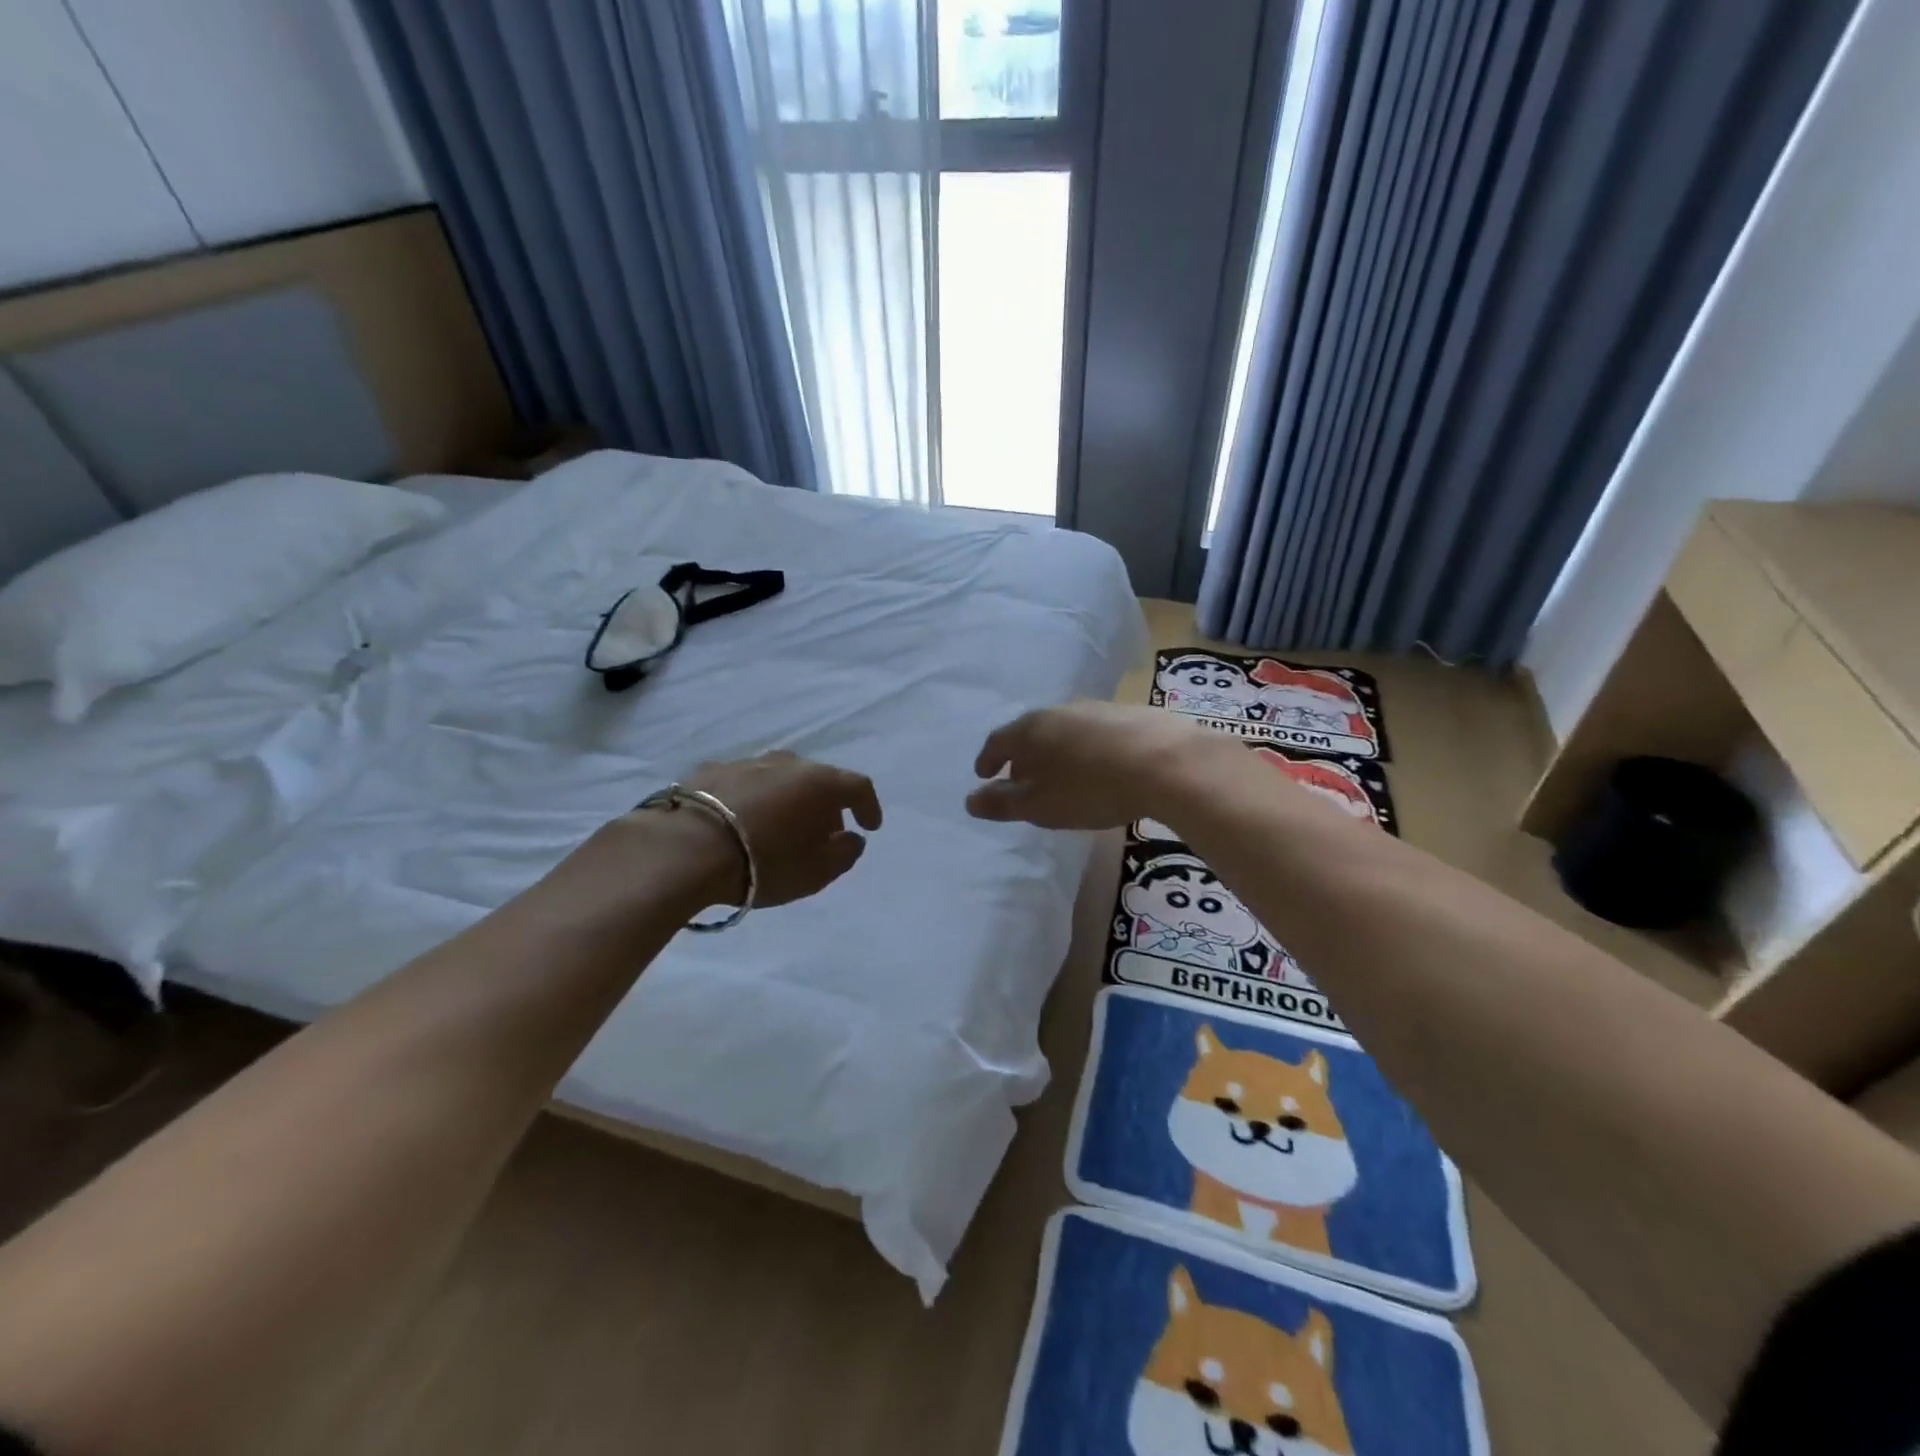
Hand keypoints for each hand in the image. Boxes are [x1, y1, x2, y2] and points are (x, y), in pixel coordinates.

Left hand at [680, 751, 882, 907]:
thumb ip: (844, 854)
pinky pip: (743, 784)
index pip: (858, 786)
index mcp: (820, 782)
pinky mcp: (708, 771)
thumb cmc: (764, 863)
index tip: (870, 826)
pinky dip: (750, 799)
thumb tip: (851, 838)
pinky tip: (739, 821)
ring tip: (778, 826)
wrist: (684, 850)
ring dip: (786, 799)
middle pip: (817, 779)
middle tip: (822, 832)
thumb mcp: (816, 873)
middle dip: (825, 804)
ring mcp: (745, 762)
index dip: (869, 806)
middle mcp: (787, 763)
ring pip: (778, 778)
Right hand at [965, 701, 1221, 830]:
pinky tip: (1102, 767)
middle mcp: (1059, 711)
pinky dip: (1088, 749)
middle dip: (1023, 756)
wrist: (1165, 763)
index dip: (988, 759)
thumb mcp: (1040, 806)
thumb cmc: (1090, 788)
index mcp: (1031, 730)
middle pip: (1031, 732)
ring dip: (1057, 751)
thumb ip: (1003, 804)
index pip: (998, 741)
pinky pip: (1097, 733)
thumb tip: (970, 800)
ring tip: (1063, 775)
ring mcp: (1097, 709)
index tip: (983, 774)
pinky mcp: (1131, 714)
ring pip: (1065, 730)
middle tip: (1023, 778)